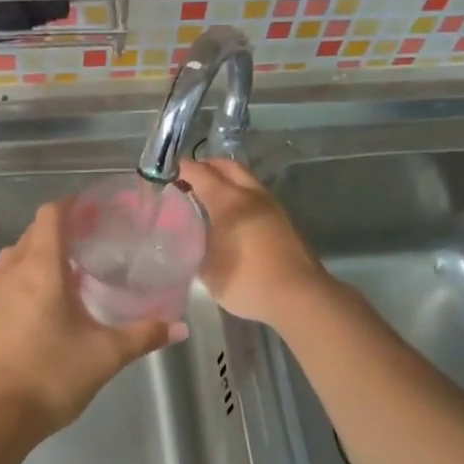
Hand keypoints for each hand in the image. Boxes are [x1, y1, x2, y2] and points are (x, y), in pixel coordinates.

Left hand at [0, 201, 182, 451]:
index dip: (73, 204)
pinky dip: (31, 273)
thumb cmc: (50, 376)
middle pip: (35, 231)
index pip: (50, 215)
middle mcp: (13, 272)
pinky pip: (10, 277)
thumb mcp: (104, 355)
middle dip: (63, 226)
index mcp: (40, 269)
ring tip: (76, 266)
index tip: (99, 208)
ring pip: (19, 254)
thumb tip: (180, 327)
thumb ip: (143, 335)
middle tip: (97, 237)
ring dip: (44, 250)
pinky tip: (53, 299)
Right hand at [178, 159, 331, 328]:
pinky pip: (255, 195)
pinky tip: (230, 217)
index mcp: (229, 201)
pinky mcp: (283, 219)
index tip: (163, 174)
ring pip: (245, 179)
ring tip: (207, 199)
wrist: (300, 296)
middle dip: (205, 167)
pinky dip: (239, 195)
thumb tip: (185, 238)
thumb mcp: (208, 271)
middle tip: (186, 182)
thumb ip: (193, 248)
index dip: (180, 169)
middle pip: (226, 166)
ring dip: (225, 180)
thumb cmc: (248, 282)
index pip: (200, 172)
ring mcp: (271, 205)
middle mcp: (251, 195)